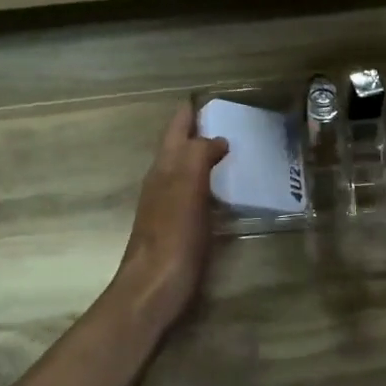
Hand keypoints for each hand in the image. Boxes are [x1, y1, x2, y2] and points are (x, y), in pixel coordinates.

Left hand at [113, 105, 227, 329]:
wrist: (153, 288)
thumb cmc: (172, 237)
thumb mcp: (187, 188)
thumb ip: (198, 156)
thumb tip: (215, 139)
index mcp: (165, 168)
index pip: (176, 129)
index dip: (189, 111)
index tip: (211, 97)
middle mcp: (162, 181)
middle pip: (178, 147)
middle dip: (198, 131)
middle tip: (231, 121)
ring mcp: (167, 206)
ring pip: (184, 170)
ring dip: (203, 156)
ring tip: (232, 150)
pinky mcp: (177, 228)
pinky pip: (193, 194)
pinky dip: (208, 183)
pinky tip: (223, 192)